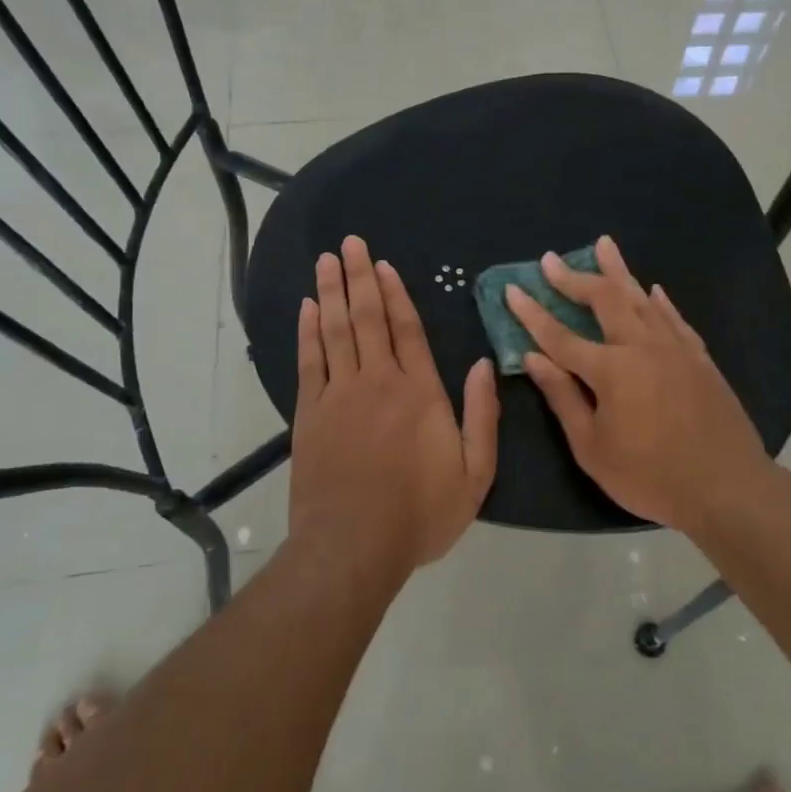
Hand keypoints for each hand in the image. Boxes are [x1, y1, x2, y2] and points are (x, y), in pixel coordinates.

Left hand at [290, 235, 499, 575]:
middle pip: (367, 318)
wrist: (353, 549)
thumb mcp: (475, 474)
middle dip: (360, 277)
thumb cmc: (421, 514)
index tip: (385, 265)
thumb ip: (482, 416)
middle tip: (350, 242)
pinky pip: (309, 362)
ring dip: (331, 293)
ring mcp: (339, 396)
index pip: (407, 330)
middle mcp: (377, 382)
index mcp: (420, 393)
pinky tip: (307, 308)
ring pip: (335, 331)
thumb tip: (483, 365)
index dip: (396, 293)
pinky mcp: (309, 415)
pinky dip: (308, 332)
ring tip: (327, 260)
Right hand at [505, 235, 773, 531]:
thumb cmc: (651, 477)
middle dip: (574, 278)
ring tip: (603, 245)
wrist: (728, 487)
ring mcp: (676, 348)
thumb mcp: (593, 448)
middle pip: (604, 300)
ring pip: (641, 298)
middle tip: (551, 260)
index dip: (532, 313)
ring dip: (618, 271)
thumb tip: (532, 358)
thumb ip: (563, 398)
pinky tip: (653, 290)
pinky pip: (674, 318)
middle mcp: (642, 346)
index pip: (560, 335)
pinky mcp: (700, 358)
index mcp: (611, 370)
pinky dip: (659, 301)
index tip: (512, 289)